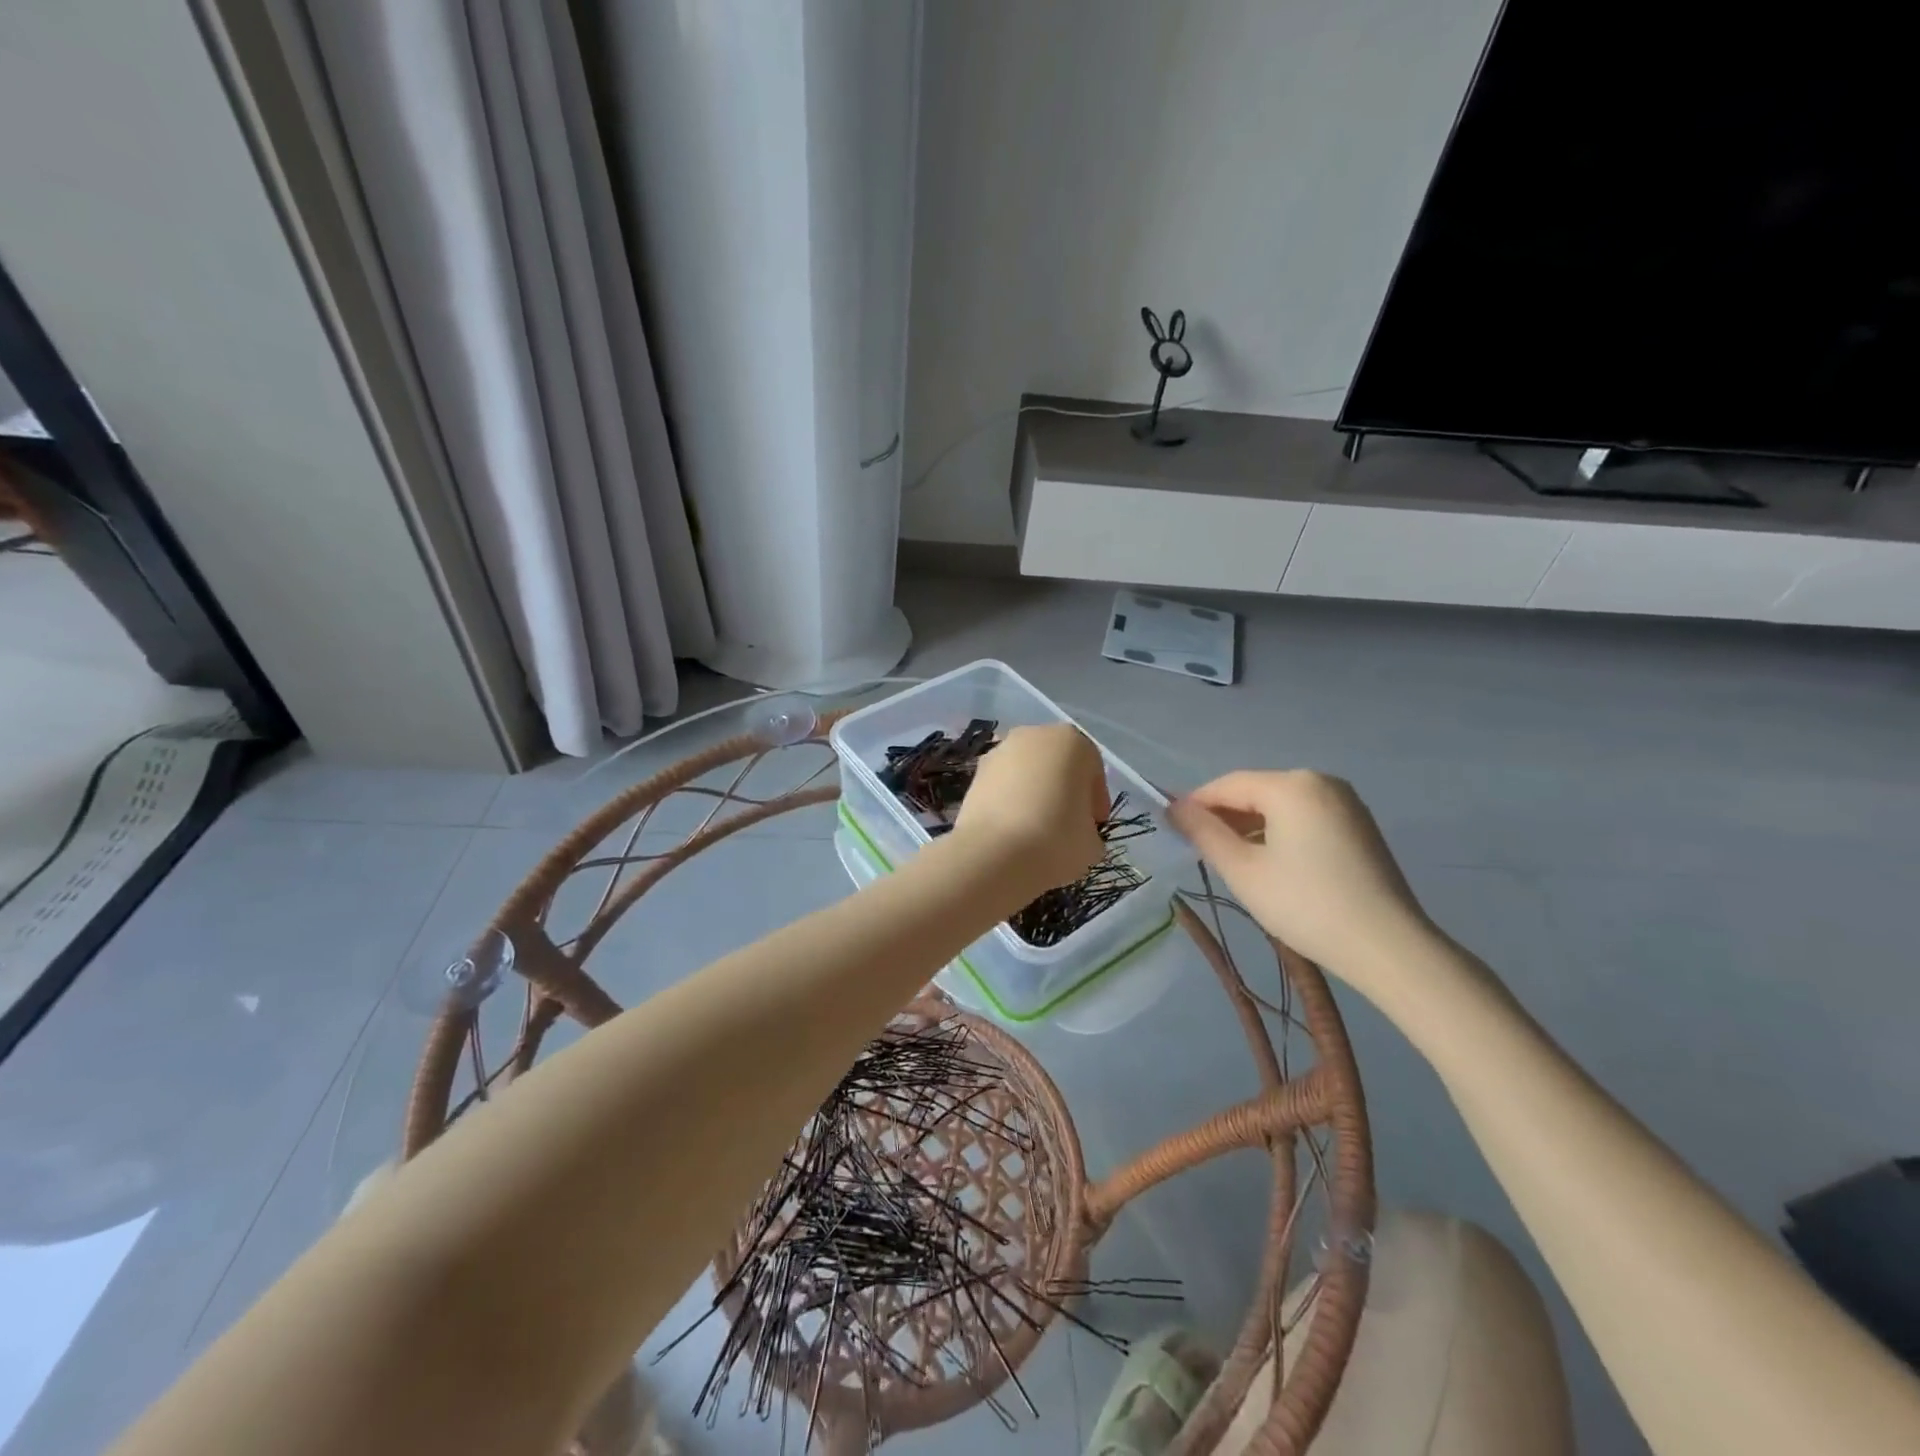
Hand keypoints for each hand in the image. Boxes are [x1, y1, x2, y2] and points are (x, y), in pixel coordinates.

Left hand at [952, 724, 1108, 893]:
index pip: (1092, 770)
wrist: (993, 853)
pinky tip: (1012, 829)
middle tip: (1067, 824)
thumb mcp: (1092, 842)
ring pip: (1027, 772)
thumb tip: (1078, 832)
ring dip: (1034, 793)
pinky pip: (1002, 785)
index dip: (1096, 800)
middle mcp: (1034, 735)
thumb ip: (1089, 828)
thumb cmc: (1056, 839)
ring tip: (1036, 829)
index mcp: (1072, 742)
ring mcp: (1000, 751)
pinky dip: (1009, 801)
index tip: (1094, 825)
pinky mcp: (975, 773)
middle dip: (1064, 790)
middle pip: (1058, 764)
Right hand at [1169, 770, 1433, 984]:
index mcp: (1291, 785)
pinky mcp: (1359, 826)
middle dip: (1225, 816)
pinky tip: (1272, 865)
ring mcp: (1346, 802)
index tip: (1172, 829)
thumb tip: (1174, 808)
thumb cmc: (1306, 904)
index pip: (1228, 784)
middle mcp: (1321, 781)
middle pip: (1256, 791)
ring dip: (1251, 826)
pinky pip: (1305, 817)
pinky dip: (1280, 833)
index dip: (1196, 804)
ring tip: (1233, 862)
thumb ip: (1204, 833)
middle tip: (1200, 851)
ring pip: (1281, 805)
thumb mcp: (1243, 870)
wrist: (1389, 947)